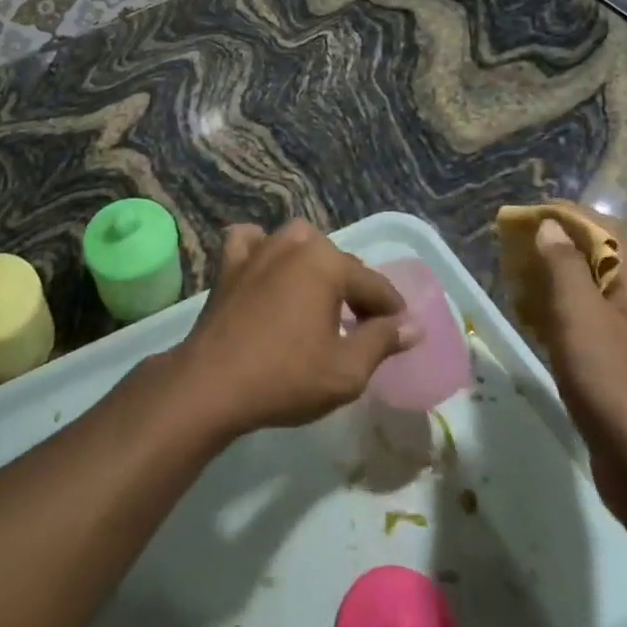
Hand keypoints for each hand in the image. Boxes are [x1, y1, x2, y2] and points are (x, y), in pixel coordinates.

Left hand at [174, 220, 419, 438]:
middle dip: (355, 288)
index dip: (392, 309)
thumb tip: (413, 325)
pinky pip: (251, 242)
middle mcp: (294, 245)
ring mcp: (258, 250)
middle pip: (338, 261)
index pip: (373, 284)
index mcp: (327, 265)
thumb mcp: (347, 370)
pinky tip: (267, 267)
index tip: (402, 329)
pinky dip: (262, 248)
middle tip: (363, 322)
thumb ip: (382, 341)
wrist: (212, 384)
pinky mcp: (228, 265)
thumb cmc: (286, 377)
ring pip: (297, 242)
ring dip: (314, 262)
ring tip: (321, 295)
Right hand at [522, 220, 626, 538]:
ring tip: (517, 280)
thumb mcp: (580, 315)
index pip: (604, 229)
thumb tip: (551, 227)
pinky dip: (561, 311)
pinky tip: (536, 323)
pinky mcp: (623, 364)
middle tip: (513, 248)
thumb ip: (564, 265)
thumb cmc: (612, 381)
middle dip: (556, 246)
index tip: (523, 217)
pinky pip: (589, 321)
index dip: (563, 216)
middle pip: (598, 257)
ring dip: (555, 279)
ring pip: (592, 291)